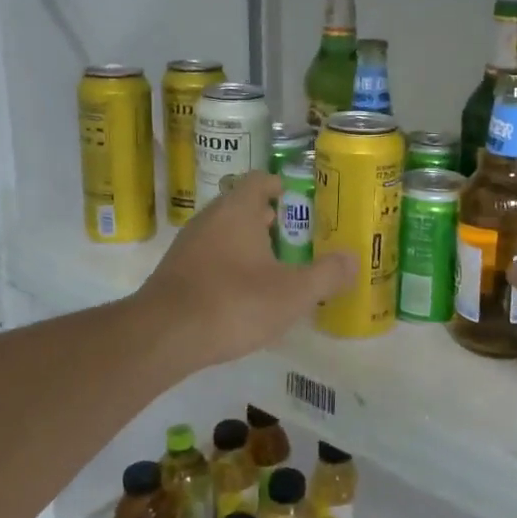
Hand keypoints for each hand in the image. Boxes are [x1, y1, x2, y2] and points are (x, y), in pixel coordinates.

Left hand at [135, 171, 355, 372]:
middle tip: (293, 237)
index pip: (259, 181)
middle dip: (267, 219)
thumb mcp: (294, 292)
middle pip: (240, 207)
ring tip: (272, 268)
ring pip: (223, 234)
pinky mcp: (174, 274)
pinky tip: (242, 295)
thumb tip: (353, 260)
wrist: (163, 336)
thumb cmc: (235, 302)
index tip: (296, 199)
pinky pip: (208, 259)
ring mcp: (187, 247)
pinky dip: (228, 266)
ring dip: (246, 245)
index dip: (279, 186)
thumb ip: (327, 274)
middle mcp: (209, 219)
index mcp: (238, 211)